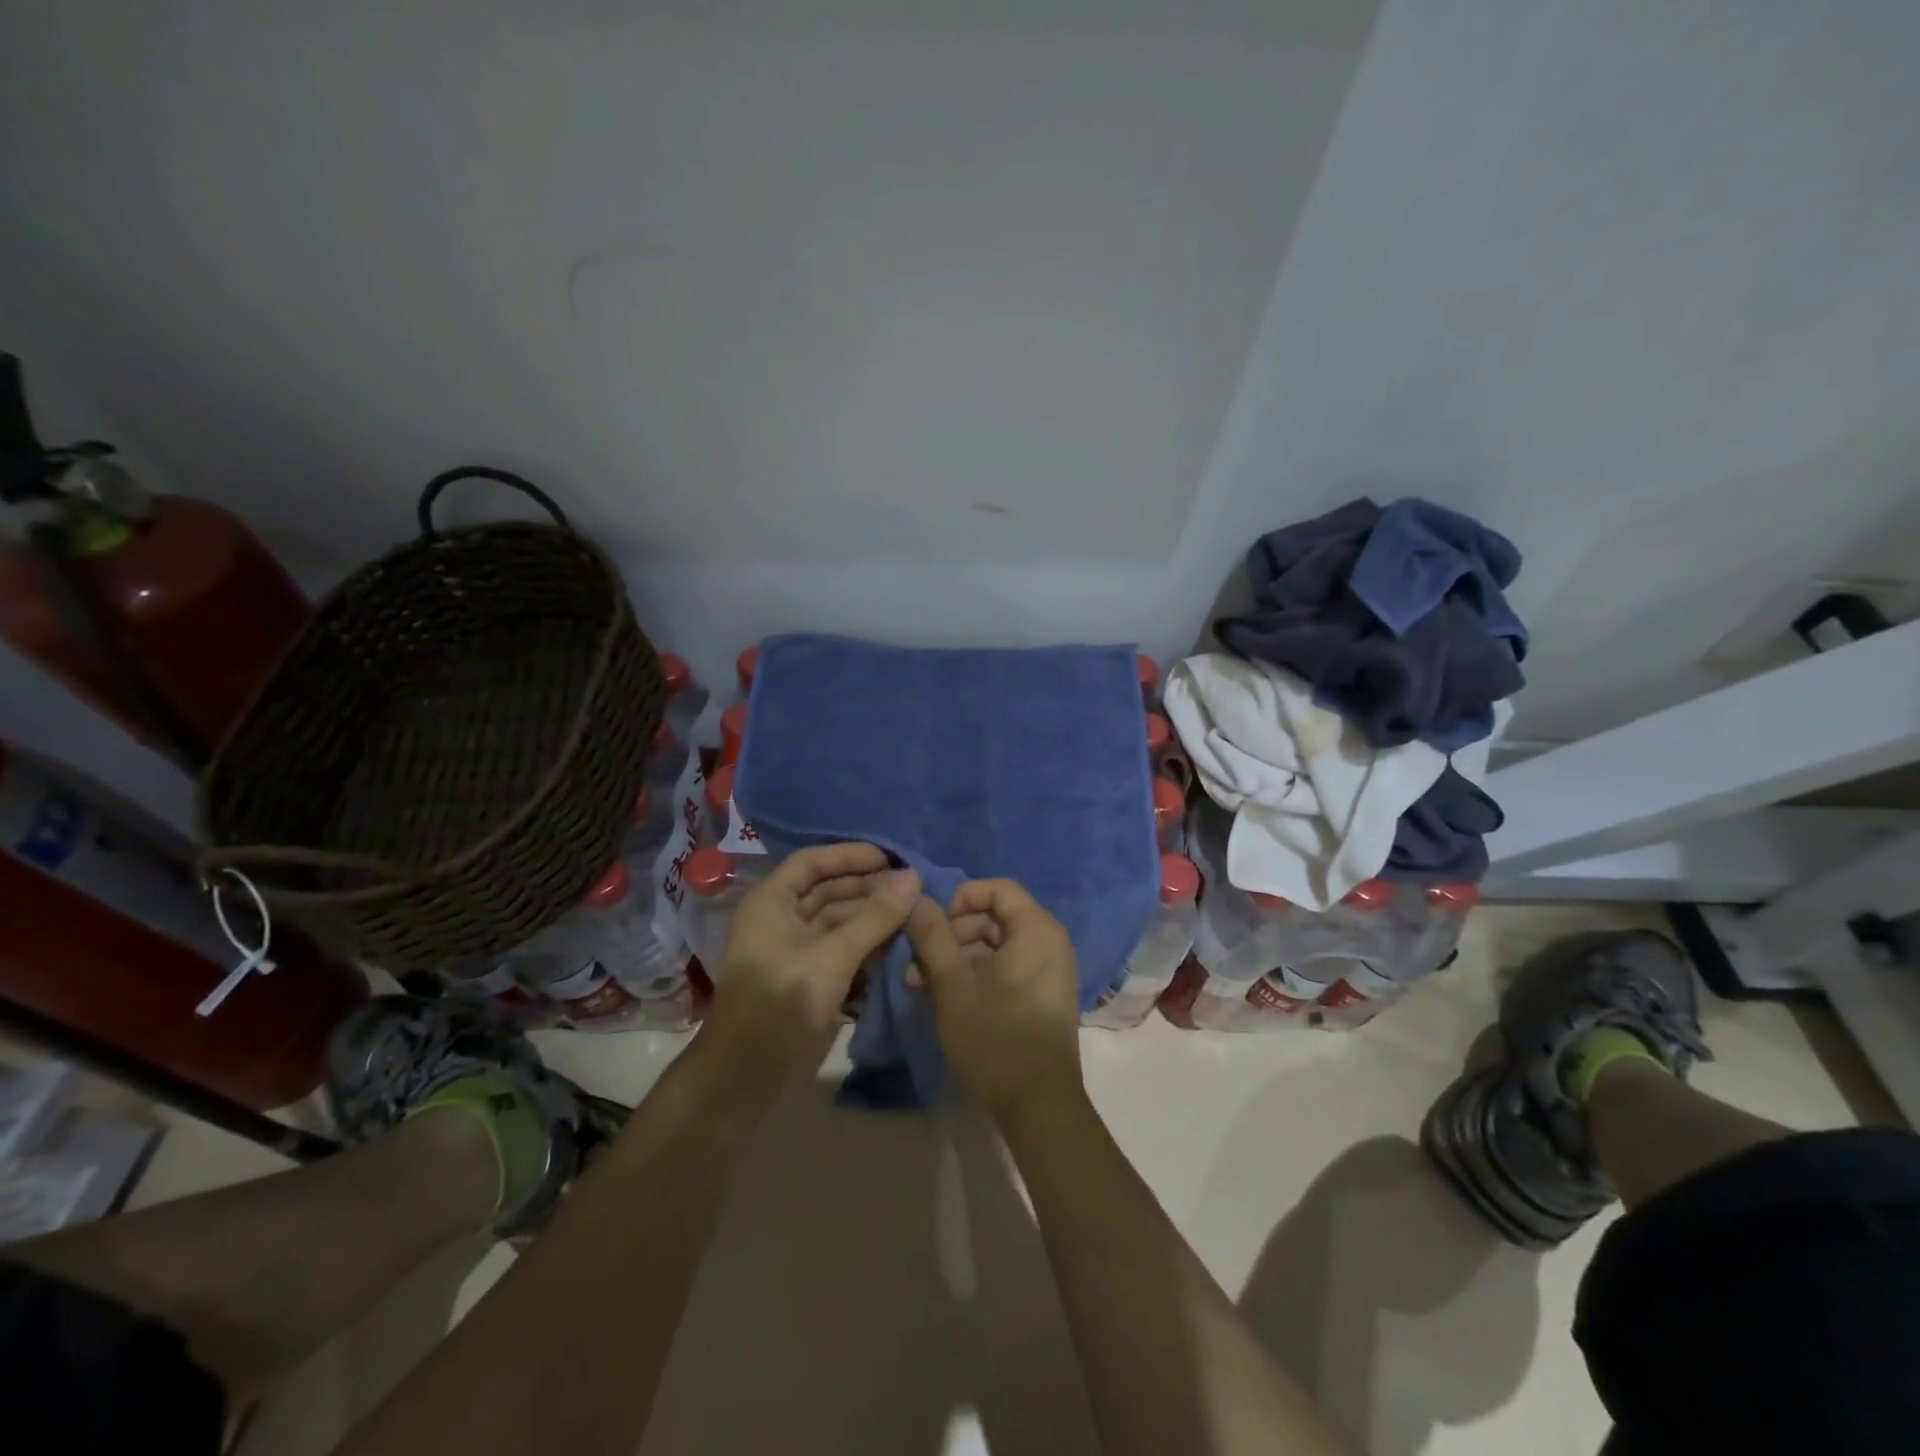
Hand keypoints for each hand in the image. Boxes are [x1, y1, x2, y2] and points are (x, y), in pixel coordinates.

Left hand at [700, 844, 918, 1087]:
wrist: (748, 1074)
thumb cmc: (784, 1000)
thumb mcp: (834, 954)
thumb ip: (875, 916)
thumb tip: (913, 876)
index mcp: (772, 902)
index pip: (813, 862)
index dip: (850, 855)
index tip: (891, 858)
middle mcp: (780, 919)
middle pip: (827, 890)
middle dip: (867, 887)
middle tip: (911, 888)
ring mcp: (793, 950)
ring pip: (836, 921)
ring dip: (870, 916)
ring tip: (911, 913)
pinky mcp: (806, 978)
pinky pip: (839, 948)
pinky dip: (865, 943)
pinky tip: (896, 943)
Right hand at [904, 879, 1084, 1124]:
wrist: (1038, 1105)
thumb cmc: (995, 1035)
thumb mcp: (953, 983)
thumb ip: (933, 936)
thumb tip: (917, 899)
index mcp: (1037, 930)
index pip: (997, 889)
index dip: (960, 898)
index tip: (931, 924)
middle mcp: (1050, 943)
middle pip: (995, 918)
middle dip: (952, 934)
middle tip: (918, 960)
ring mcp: (1048, 973)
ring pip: (996, 947)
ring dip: (957, 958)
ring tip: (920, 983)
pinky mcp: (1041, 998)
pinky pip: (1006, 970)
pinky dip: (975, 976)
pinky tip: (943, 997)